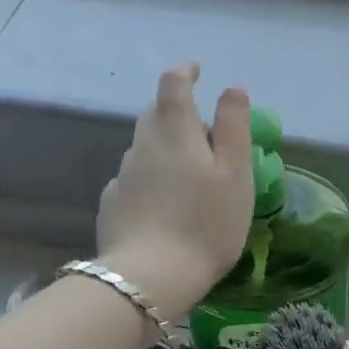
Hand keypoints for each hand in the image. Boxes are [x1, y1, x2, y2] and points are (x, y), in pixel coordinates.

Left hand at [97, 63, 252, 320]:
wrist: (149, 279)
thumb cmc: (205, 223)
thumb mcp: (235, 174)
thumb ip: (234, 126)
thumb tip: (232, 89)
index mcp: (174, 131)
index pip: (174, 83)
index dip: (186, 72)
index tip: (197, 70)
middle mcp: (142, 145)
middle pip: (154, 113)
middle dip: (176, 110)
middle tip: (202, 127)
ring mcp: (123, 176)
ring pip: (144, 147)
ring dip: (164, 146)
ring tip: (188, 171)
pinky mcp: (113, 205)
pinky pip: (134, 179)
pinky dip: (150, 178)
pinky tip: (163, 203)